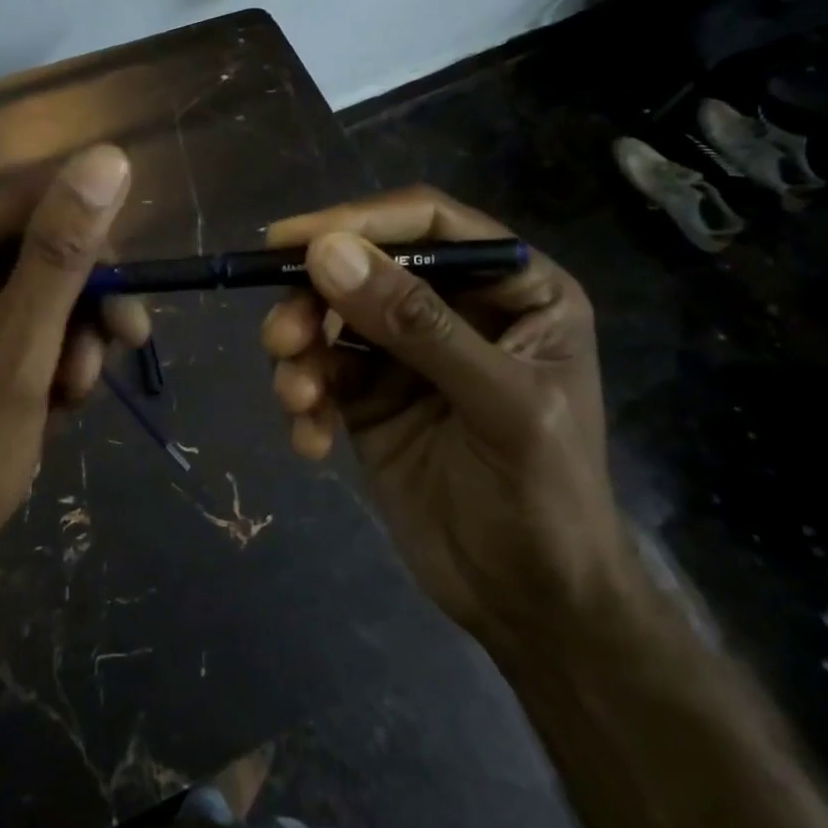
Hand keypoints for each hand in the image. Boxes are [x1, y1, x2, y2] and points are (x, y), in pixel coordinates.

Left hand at [0, 146, 147, 602]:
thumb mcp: (16, 361)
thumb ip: (60, 257)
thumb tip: (107, 158)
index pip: (34, 199)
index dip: (91, 247)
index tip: (126, 314)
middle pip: (34, 241)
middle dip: (78, 304)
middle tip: (102, 364)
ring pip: (32, 281)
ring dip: (66, 336)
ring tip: (65, 399)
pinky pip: (11, 314)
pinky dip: (41, 352)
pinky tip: (45, 401)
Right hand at [261, 188, 630, 658]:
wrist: (530, 606)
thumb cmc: (545, 497)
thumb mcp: (498, 403)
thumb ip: (416, 324)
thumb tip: (327, 252)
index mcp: (512, 288)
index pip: (427, 223)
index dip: (357, 221)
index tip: (288, 242)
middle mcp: (455, 307)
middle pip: (363, 268)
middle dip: (314, 300)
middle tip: (281, 339)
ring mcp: (406, 352)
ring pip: (330, 318)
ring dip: (300, 351)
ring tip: (297, 397)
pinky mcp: (369, 395)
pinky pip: (321, 372)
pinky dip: (305, 398)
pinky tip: (312, 440)